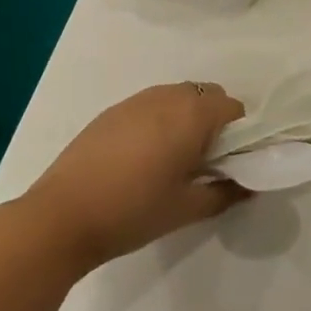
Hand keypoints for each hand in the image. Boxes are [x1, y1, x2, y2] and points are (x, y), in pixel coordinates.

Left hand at [23, 83, 246, 269]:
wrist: (61, 215)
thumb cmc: (133, 210)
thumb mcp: (187, 209)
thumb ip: (225, 193)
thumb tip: (249, 186)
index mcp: (192, 114)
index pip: (233, 108)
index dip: (239, 134)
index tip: (229, 163)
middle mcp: (167, 96)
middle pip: (207, 95)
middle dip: (214, 121)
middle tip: (203, 162)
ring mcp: (136, 100)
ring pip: (177, 97)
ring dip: (186, 118)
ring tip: (171, 160)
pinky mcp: (111, 111)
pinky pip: (150, 105)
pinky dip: (159, 121)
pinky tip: (141, 158)